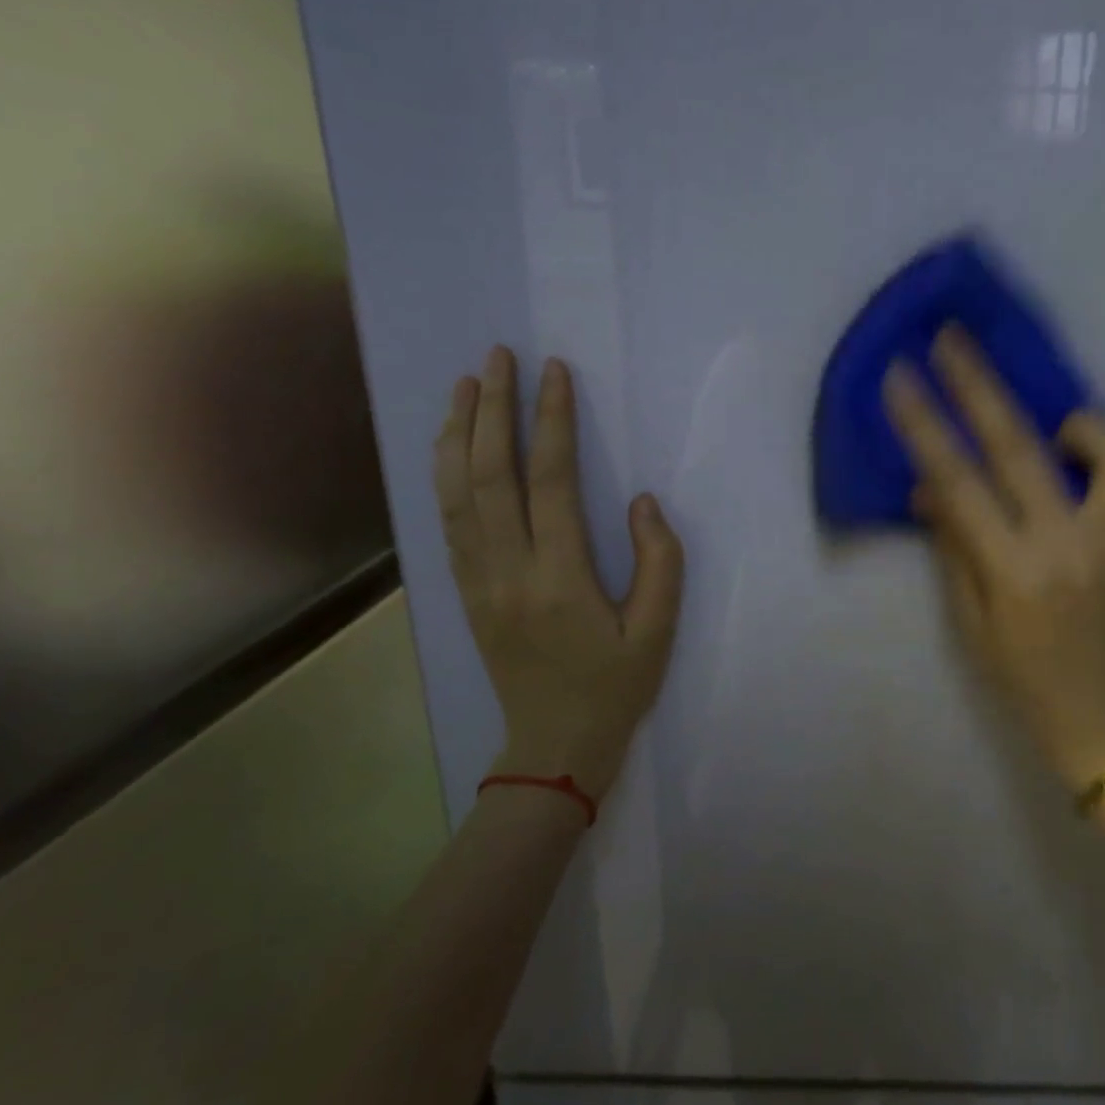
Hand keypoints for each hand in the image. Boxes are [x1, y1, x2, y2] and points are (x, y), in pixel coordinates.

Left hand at [434, 347, 683, 803]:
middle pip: (488, 476)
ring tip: (465, 385)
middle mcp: (506, 571)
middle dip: (492, 409)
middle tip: (498, 358)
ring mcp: (476, 581)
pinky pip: (447, 522)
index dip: (552, 422)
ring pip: (455, 494)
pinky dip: (445, 474)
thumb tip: (641, 503)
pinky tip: (451, 446)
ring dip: (458, 434)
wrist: (553, 746)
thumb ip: (659, 563)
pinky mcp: (464, 591)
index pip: (550, 483)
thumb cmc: (614, 688)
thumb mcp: (657, 631)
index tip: (556, 374)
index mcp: (558, 579)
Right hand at [884, 328, 1104, 791]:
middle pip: (1021, 445)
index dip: (925, 424)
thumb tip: (931, 486)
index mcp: (1013, 568)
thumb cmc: (1019, 674)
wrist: (1099, 715)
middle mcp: (1069, 544)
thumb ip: (954, 544)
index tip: (902, 376)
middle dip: (980, 383)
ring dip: (1080, 425)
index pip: (958, 480)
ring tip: (1059, 432)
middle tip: (954, 338)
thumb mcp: (969, 619)